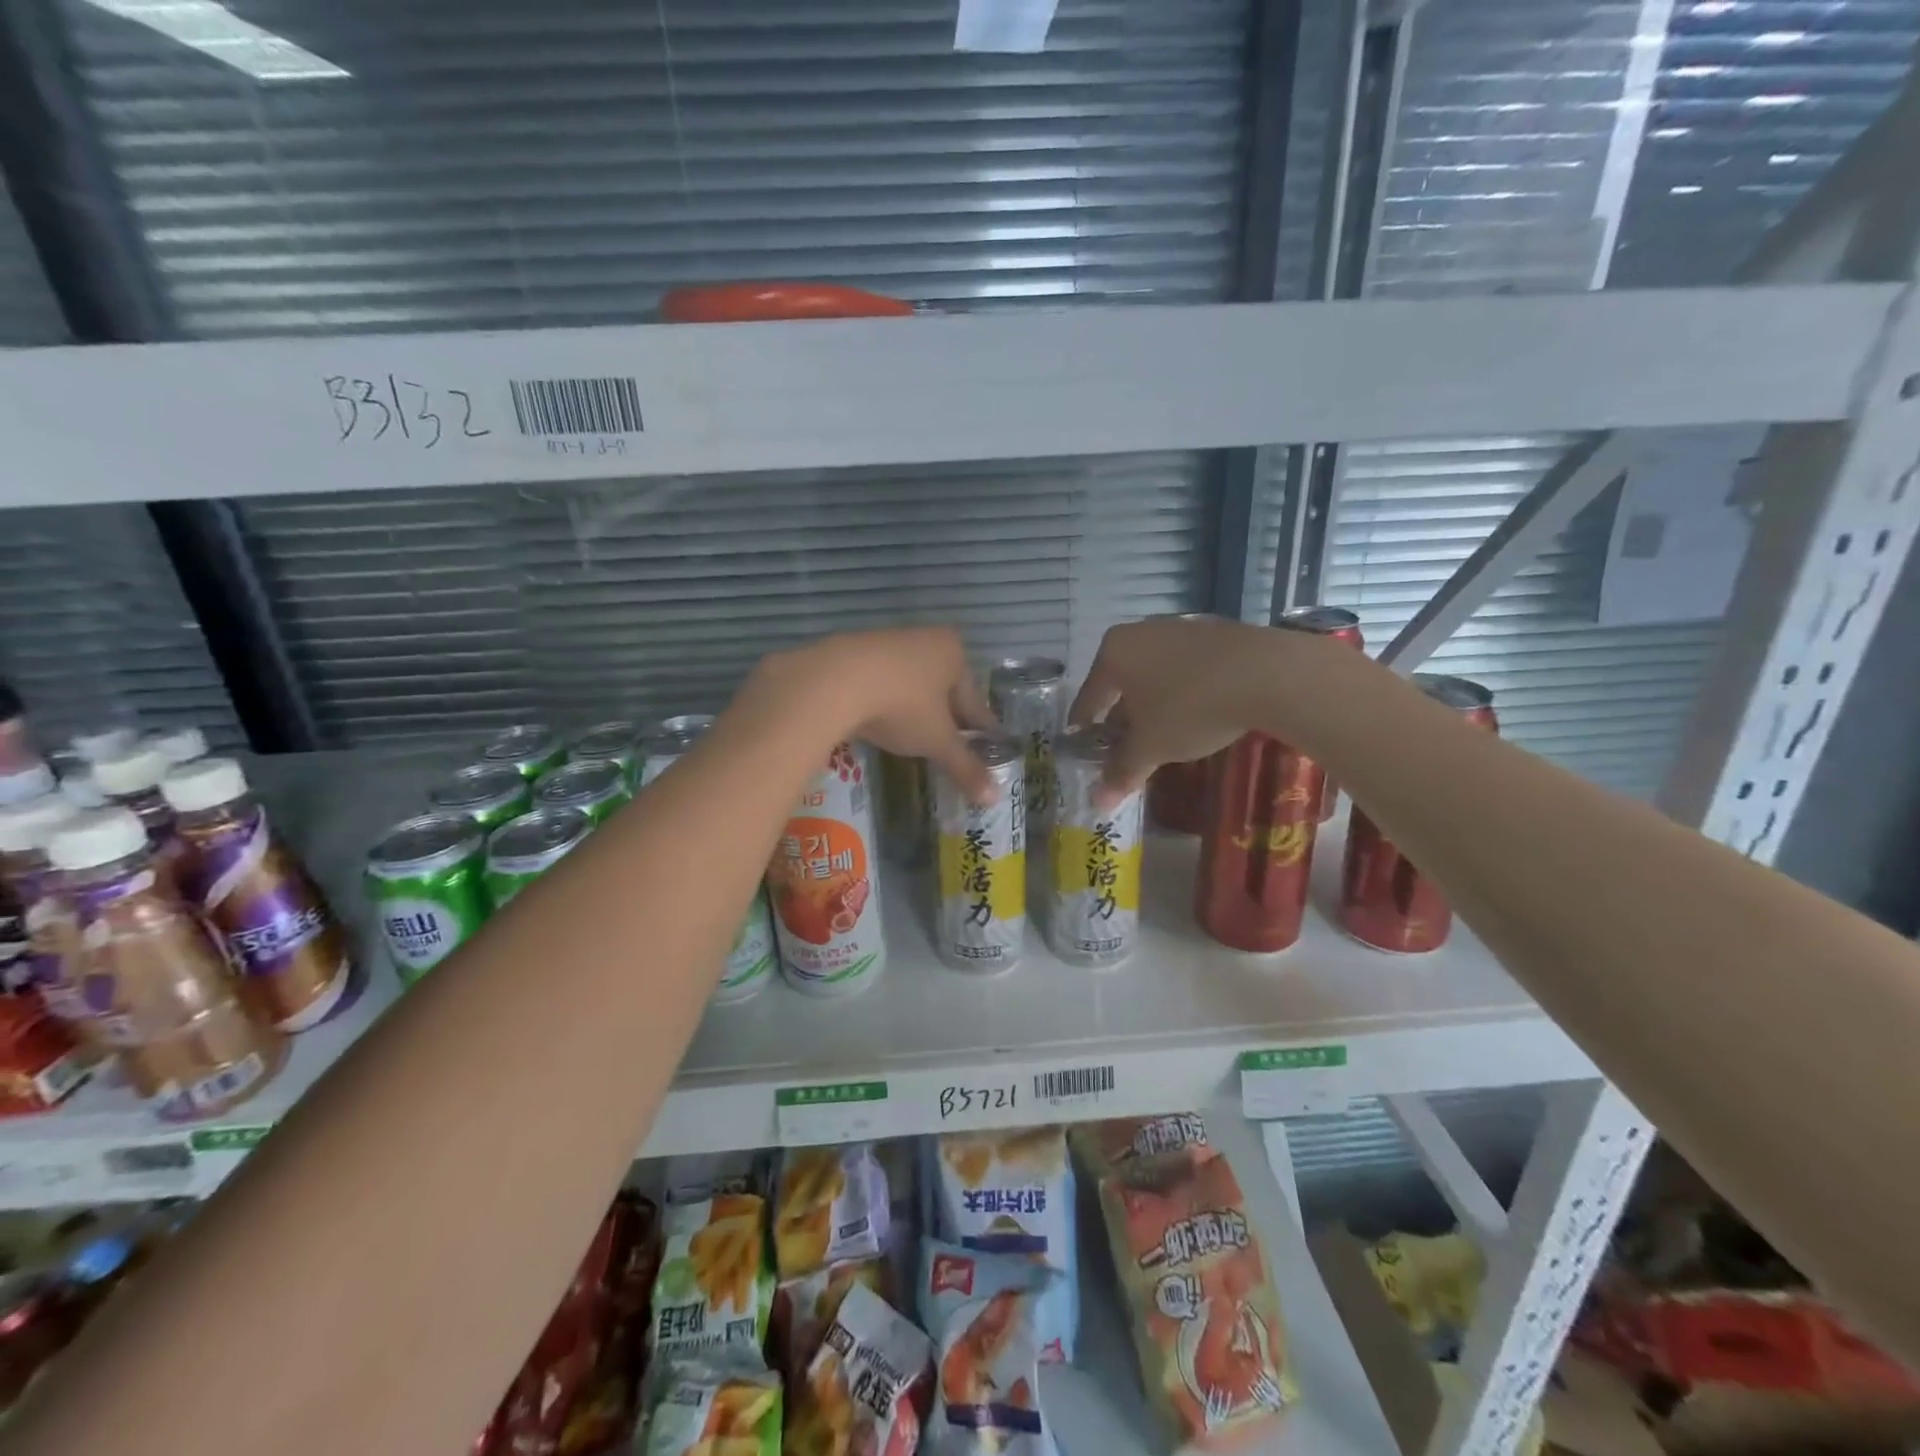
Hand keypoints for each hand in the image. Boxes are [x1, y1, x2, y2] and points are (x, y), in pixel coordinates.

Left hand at [742, 628, 999, 802]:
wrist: (833, 681)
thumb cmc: (901, 705)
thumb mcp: (937, 741)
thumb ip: (965, 766)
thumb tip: (994, 797)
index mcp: (953, 652)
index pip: (974, 698)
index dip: (980, 727)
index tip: (986, 745)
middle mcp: (923, 638)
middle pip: (943, 687)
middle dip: (947, 715)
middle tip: (951, 744)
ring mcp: (886, 642)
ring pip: (911, 682)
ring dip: (914, 706)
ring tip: (914, 735)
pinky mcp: (852, 651)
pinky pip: (880, 682)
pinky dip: (885, 702)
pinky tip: (879, 720)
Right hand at [1069, 617, 1306, 807]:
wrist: (1267, 673)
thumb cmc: (1190, 707)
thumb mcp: (1151, 746)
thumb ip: (1122, 771)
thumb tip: (1097, 803)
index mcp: (1114, 652)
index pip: (1089, 695)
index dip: (1084, 725)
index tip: (1081, 744)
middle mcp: (1141, 633)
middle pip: (1121, 683)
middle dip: (1121, 717)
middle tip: (1122, 747)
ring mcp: (1180, 629)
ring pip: (1154, 675)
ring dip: (1153, 705)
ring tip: (1160, 735)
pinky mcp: (1216, 634)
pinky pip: (1186, 669)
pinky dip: (1182, 693)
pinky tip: (1195, 715)